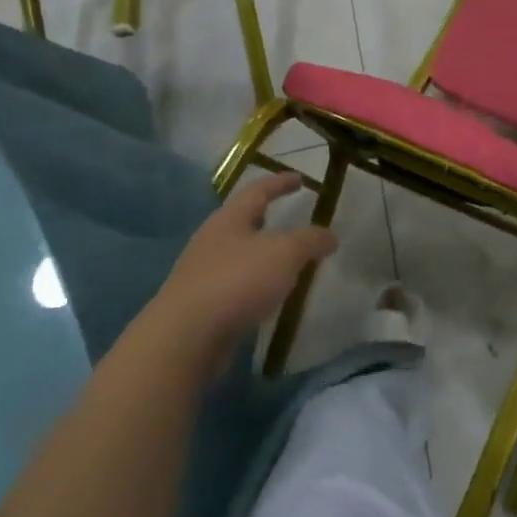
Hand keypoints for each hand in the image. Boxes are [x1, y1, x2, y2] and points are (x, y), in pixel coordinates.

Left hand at [140, 174, 336, 364]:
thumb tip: (329, 235)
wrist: (186, 337)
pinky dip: (256, 283)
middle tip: (291, 219)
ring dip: (263, 254)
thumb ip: (310, 240)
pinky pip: (235, 284)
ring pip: (239, 254)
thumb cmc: (237, 281)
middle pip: (243, 221)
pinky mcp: (202, 304)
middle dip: (267, 218)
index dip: (280, 183)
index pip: (257, 191)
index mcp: (229, 219)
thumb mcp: (285, 253)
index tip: (300, 179)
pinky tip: (269, 295)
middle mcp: (212, 240)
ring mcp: (203, 273)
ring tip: (287, 262)